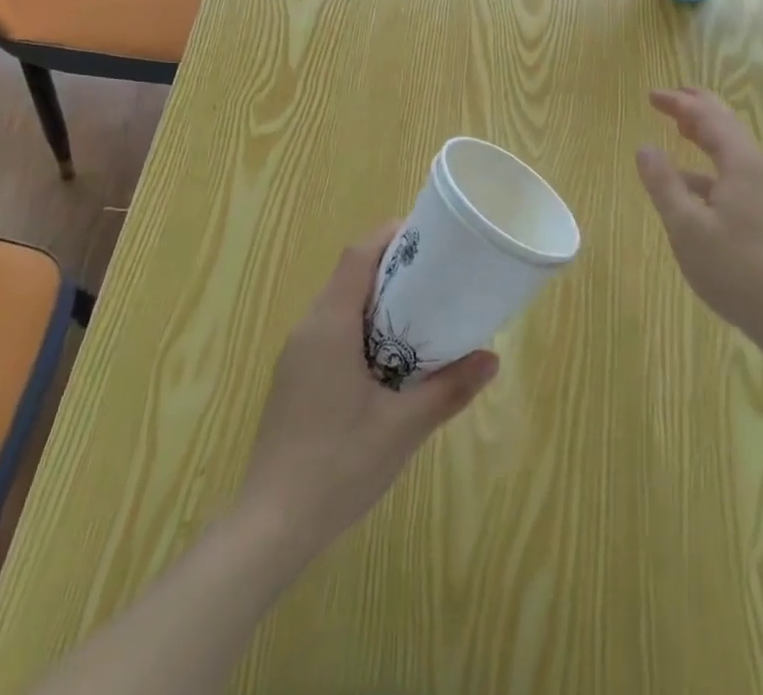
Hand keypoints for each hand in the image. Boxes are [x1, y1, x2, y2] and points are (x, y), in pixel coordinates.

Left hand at [238, 225, 497, 556]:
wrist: (270, 527)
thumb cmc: (337, 466)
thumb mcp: (403, 428)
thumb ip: (448, 388)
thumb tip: (492, 357)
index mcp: (330, 325)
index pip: (357, 255)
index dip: (390, 236)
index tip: (427, 236)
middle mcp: (308, 328)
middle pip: (348, 274)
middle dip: (390, 265)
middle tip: (436, 274)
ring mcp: (296, 355)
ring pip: (338, 304)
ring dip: (375, 297)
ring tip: (420, 311)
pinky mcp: (294, 379)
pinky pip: (330, 330)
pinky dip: (361, 325)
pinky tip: (387, 358)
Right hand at [635, 87, 762, 350]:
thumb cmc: (734, 269)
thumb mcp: (686, 227)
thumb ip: (663, 184)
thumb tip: (644, 148)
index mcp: (742, 163)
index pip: (708, 117)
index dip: (679, 103)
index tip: (651, 96)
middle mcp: (759, 167)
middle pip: (727, 123)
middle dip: (696, 106)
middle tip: (668, 98)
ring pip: (732, 147)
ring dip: (705, 132)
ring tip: (679, 127)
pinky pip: (735, 170)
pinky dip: (710, 163)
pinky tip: (690, 183)